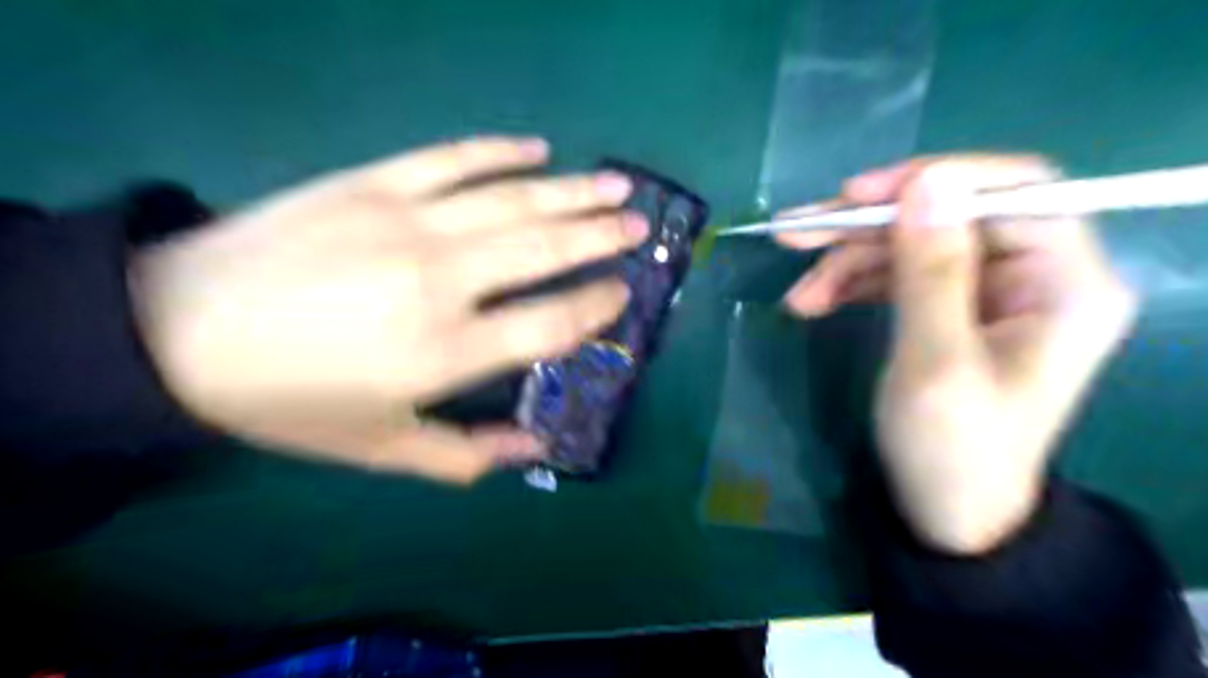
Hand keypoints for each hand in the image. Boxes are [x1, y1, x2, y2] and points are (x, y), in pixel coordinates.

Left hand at [129, 136, 650, 482]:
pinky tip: (536, 148)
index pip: (549, 323)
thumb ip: (467, 456)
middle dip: (602, 237)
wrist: (176, 332)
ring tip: (617, 184)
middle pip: (543, 248)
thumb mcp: (380, 449)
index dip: (595, 306)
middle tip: (640, 227)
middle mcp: (439, 279)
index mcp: (443, 352)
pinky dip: (499, 150)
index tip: (621, 294)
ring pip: (513, 198)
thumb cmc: (290, 401)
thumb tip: (534, 448)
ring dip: (573, 191)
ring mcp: (405, 220)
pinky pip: (452, 157)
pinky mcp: (372, 181)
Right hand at [779, 158, 1138, 554]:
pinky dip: (853, 283)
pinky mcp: (955, 309)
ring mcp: (993, 292)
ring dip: (849, 261)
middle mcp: (1037, 275)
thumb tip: (926, 184)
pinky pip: (901, 274)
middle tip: (796, 234)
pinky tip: (812, 303)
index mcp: (1065, 283)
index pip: (1014, 191)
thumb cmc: (951, 449)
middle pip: (948, 215)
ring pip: (913, 243)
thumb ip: (932, 273)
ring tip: (798, 297)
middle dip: (867, 226)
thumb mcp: (935, 363)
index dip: (932, 181)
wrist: (947, 512)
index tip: (854, 197)